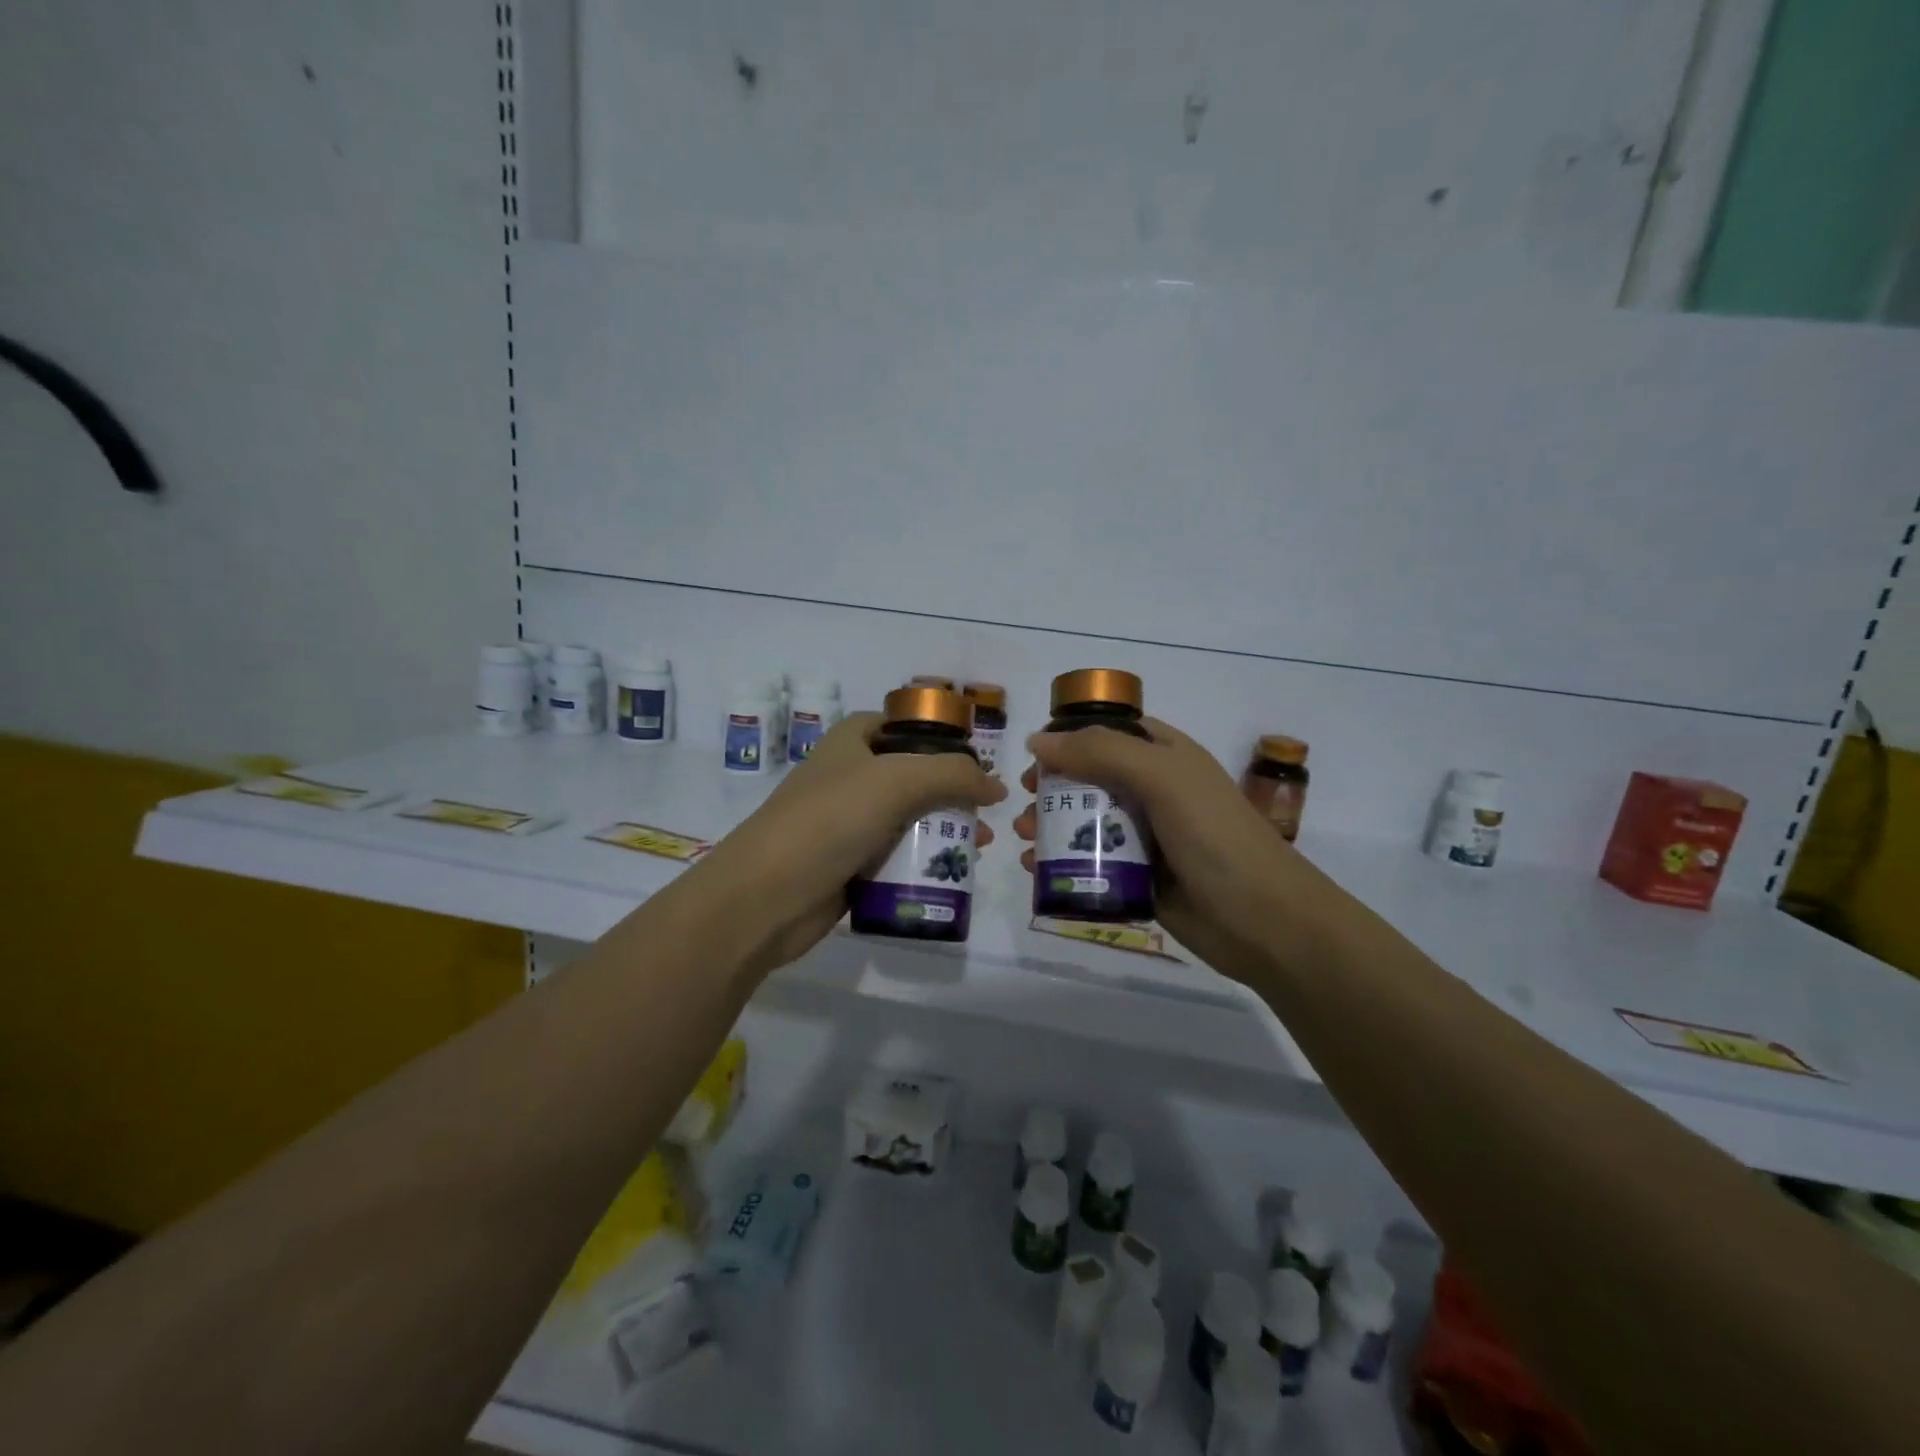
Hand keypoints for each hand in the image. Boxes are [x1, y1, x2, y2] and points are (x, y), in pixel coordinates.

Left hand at [693, 713, 1004, 975]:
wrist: (767, 895)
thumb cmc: (831, 820)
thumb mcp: (899, 781)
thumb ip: (954, 775)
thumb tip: (996, 787)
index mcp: (852, 740)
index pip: (906, 726)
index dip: (943, 739)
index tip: (978, 764)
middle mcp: (850, 775)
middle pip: (914, 775)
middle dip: (953, 793)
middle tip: (986, 816)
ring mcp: (848, 821)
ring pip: (908, 818)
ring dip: (944, 831)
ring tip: (979, 849)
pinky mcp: (849, 864)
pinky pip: (895, 856)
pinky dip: (921, 862)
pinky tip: (949, 875)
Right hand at [1011, 718, 1333, 981]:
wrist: (1263, 920)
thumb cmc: (1214, 836)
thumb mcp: (1162, 778)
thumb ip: (1101, 752)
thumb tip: (1037, 741)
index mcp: (1165, 756)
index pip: (1109, 733)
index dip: (1069, 738)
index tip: (1034, 755)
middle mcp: (1154, 791)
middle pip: (1090, 778)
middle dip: (1051, 787)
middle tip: (1023, 800)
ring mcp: (1146, 837)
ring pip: (1086, 822)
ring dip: (1050, 826)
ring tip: (1022, 837)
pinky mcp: (1139, 879)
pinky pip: (1091, 864)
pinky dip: (1061, 863)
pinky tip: (1036, 870)